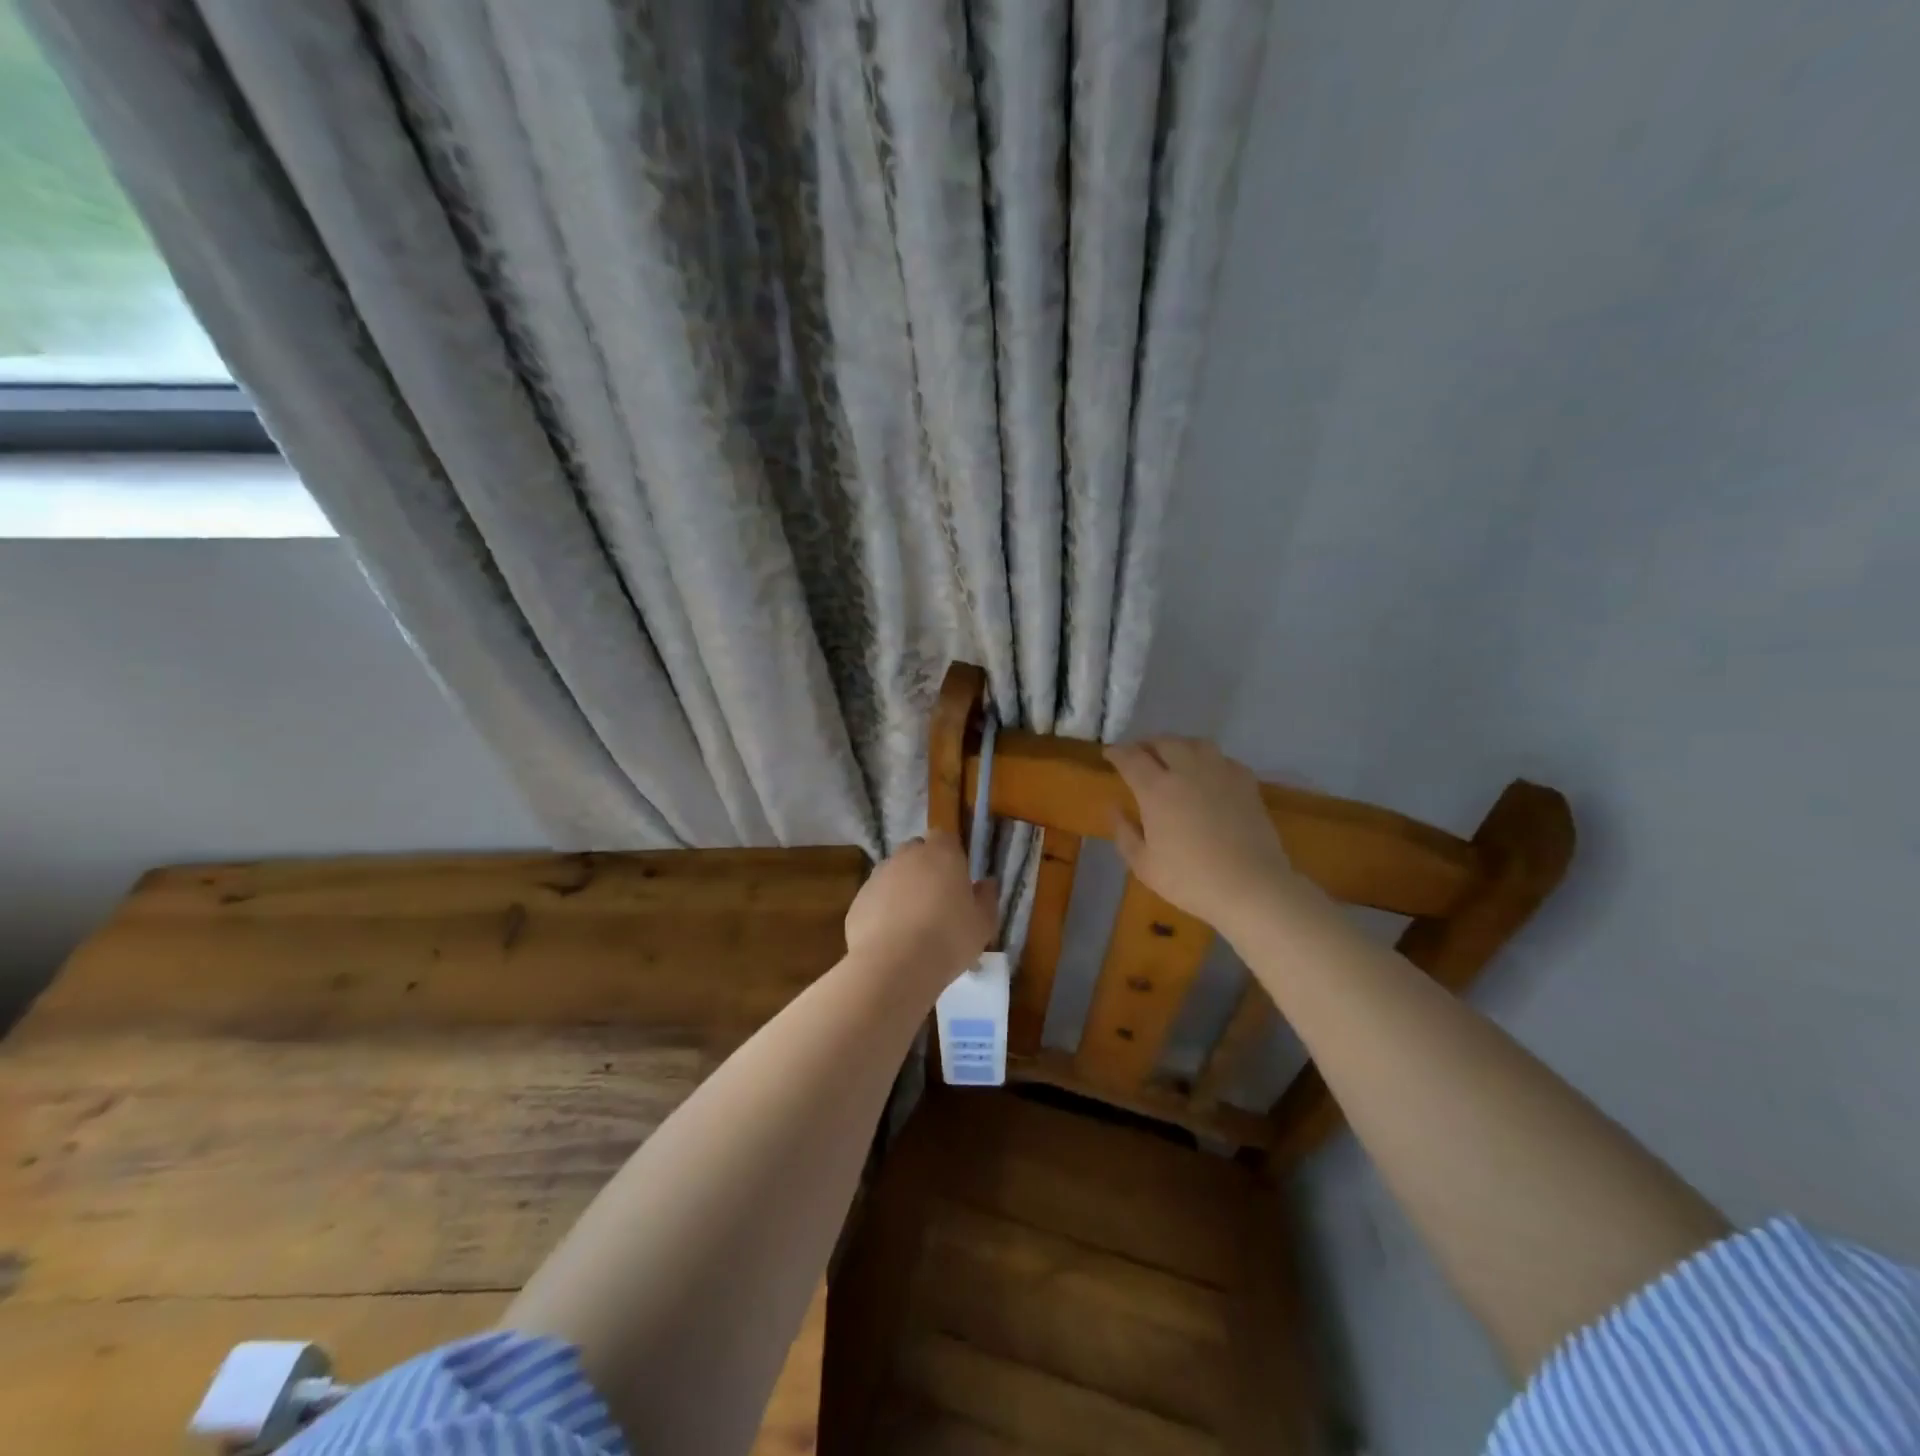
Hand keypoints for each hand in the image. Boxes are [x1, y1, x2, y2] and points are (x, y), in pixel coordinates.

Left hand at [845, 833, 997, 984]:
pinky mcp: (858, 899)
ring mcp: (878, 876)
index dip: (951, 855)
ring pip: (894, 874)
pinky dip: (883, 910)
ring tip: (914, 924)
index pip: (945, 838)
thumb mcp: (983, 924)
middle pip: (917, 852)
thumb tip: (987, 883)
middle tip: (937, 901)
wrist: (893, 965)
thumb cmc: (948, 938)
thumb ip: (987, 898)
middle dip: (925, 869)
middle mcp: (907, 856)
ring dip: (903, 890)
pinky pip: (876, 898)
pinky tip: (892, 938)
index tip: (958, 879)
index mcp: (941, 853)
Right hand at [1105, 738, 1305, 932]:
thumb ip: (1124, 833)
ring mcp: (1220, 773)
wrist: (1251, 886)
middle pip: (1164, 742)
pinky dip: (1208, 759)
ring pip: (1196, 743)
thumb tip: (1115, 808)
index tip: (1109, 753)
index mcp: (1156, 789)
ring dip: (1178, 745)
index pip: (1131, 758)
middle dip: (1147, 744)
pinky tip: (1207, 773)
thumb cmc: (1190, 879)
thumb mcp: (1144, 864)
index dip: (1117, 752)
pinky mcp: (1246, 783)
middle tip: (1139, 754)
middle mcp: (1187, 771)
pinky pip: (1222, 758)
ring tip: (1173, 756)